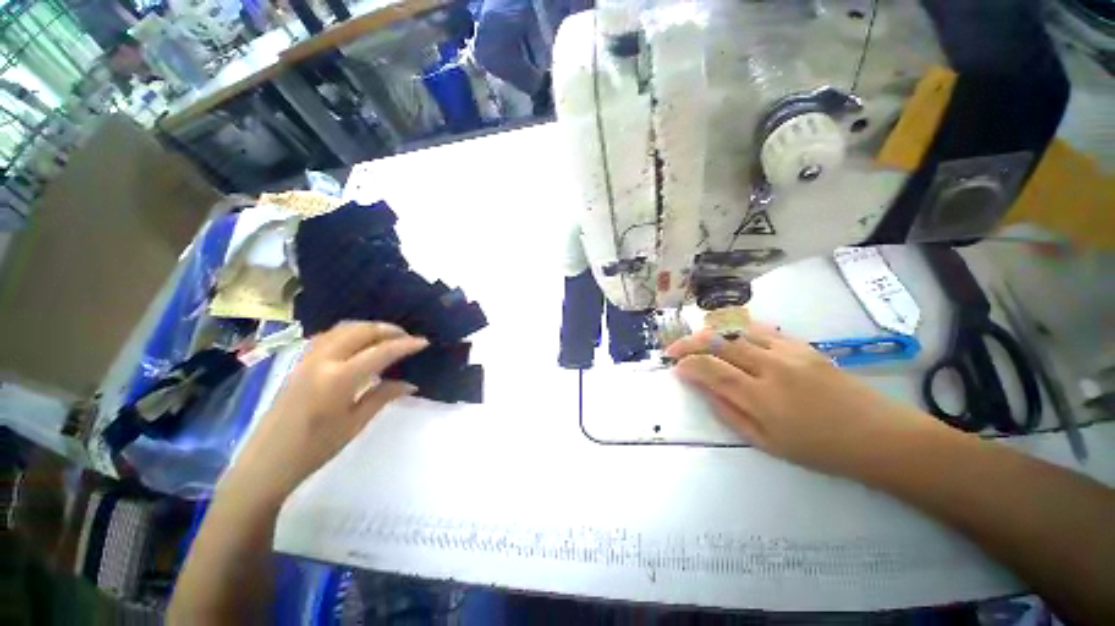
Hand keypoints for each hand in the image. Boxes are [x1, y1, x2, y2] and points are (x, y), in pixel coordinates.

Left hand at [228, 321, 427, 500]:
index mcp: (338, 379)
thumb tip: (410, 383)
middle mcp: (322, 361)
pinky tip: (358, 342)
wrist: (266, 463)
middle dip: (387, 330)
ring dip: (368, 327)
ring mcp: (307, 359)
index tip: (424, 342)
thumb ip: (383, 396)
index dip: (405, 345)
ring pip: (342, 329)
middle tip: (407, 337)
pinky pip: (328, 336)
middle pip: (360, 331)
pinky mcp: (299, 363)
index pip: (380, 352)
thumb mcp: (355, 424)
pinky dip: (349, 332)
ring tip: (387, 336)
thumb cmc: (315, 448)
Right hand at [666, 325, 940, 476]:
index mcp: (761, 398)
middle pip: (718, 342)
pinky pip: (759, 329)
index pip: (710, 369)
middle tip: (674, 349)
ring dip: (709, 333)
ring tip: (695, 340)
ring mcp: (788, 351)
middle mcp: (771, 367)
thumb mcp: (767, 444)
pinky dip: (735, 329)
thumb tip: (704, 390)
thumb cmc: (820, 449)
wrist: (878, 435)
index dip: (687, 365)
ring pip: (736, 330)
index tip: (675, 368)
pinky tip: (727, 335)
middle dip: (689, 343)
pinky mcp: (801, 345)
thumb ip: (729, 414)